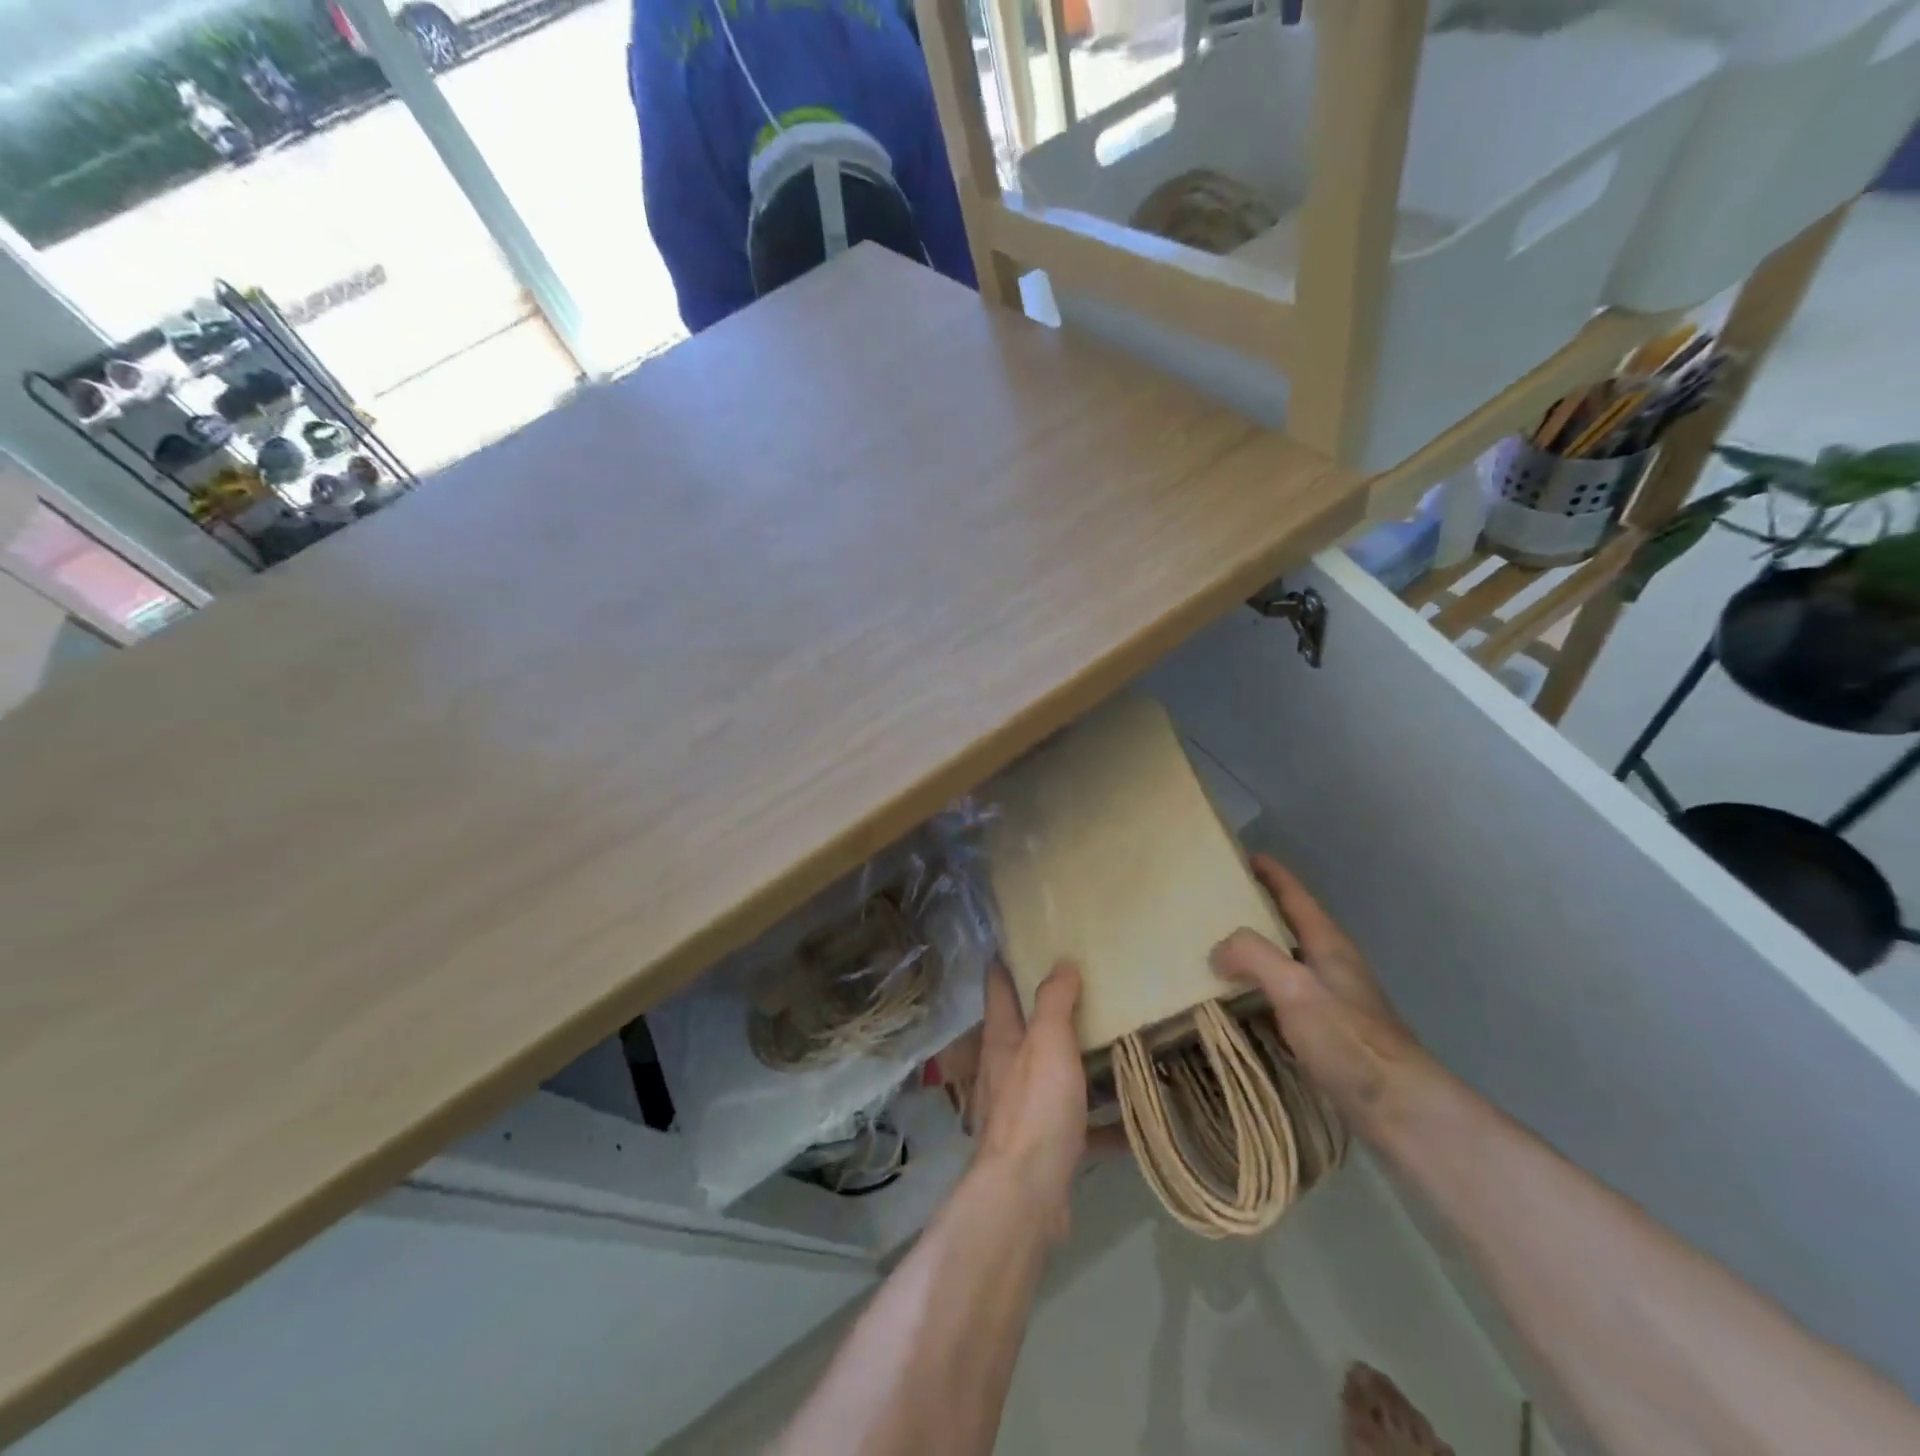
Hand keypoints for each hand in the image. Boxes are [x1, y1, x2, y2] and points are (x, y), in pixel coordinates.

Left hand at [971, 959, 1089, 1238]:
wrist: (1026, 1196)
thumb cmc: (1034, 1108)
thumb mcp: (1047, 1043)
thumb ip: (1054, 1002)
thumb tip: (1061, 962)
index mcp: (1001, 1039)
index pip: (998, 987)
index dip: (1006, 962)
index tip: (1022, 941)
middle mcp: (1004, 1070)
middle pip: (1022, 1030)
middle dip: (1045, 1011)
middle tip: (1082, 989)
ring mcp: (1021, 1110)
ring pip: (1049, 1076)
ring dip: (1073, 1064)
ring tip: (1110, 1046)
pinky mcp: (1043, 1146)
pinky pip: (1076, 1126)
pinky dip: (1099, 1122)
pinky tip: (1130, 1123)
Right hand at [1210, 855, 1433, 1143]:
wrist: (1401, 1111)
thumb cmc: (1349, 1041)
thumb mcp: (1295, 988)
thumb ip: (1253, 956)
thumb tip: (1218, 949)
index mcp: (1328, 944)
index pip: (1295, 895)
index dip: (1270, 873)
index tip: (1239, 856)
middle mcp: (1331, 965)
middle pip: (1289, 925)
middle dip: (1255, 911)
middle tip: (1213, 906)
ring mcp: (1332, 1000)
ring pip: (1285, 962)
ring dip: (1254, 953)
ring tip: (1215, 952)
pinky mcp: (1327, 1034)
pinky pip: (1283, 997)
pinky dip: (1257, 991)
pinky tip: (1237, 1005)